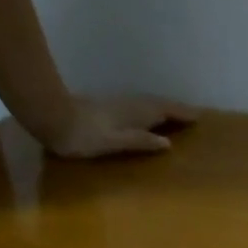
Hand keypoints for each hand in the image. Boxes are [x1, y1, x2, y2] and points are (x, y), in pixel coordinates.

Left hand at [36, 95, 201, 157]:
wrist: (47, 116)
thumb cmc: (82, 135)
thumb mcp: (114, 142)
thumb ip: (141, 141)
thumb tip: (168, 143)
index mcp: (135, 114)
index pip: (164, 111)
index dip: (182, 114)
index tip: (199, 117)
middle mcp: (129, 106)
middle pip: (157, 104)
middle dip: (175, 109)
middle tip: (191, 115)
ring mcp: (117, 105)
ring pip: (146, 104)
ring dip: (162, 108)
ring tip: (174, 116)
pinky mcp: (106, 107)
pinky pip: (137, 106)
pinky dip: (148, 110)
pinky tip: (146, 117)